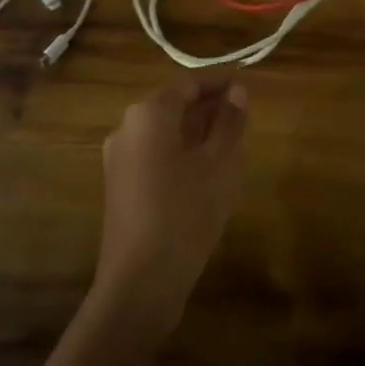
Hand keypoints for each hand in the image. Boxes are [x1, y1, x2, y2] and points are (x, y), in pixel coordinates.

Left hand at [93, 74, 248, 340]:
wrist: (140, 282)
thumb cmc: (185, 212)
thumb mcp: (219, 163)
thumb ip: (230, 122)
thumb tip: (238, 92)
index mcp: (149, 114)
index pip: (188, 85)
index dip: (218, 83)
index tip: (245, 85)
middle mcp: (127, 128)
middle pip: (173, 107)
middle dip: (208, 108)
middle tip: (242, 115)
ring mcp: (119, 160)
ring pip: (164, 133)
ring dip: (196, 132)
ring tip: (230, 143)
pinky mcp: (120, 187)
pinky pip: (155, 156)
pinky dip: (181, 154)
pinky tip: (205, 174)